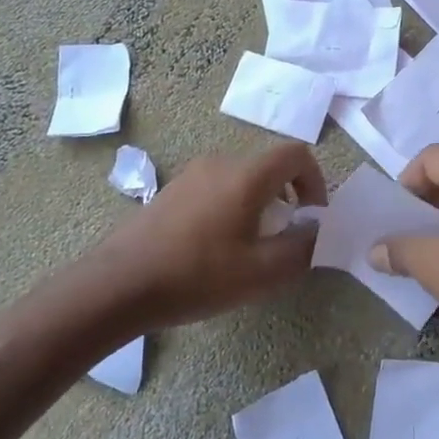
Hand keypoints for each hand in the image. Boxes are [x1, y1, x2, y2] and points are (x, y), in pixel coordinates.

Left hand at [98, 141, 326, 329]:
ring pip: (242, 178)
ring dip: (260, 204)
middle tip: (285, 237)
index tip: (312, 216)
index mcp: (246, 175)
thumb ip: (301, 248)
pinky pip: (217, 188)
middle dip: (288, 197)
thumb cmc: (197, 275)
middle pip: (269, 166)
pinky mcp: (173, 191)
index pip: (296, 154)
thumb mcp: (261, 272)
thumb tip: (318, 231)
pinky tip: (217, 248)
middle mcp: (221, 163)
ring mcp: (192, 174)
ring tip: (251, 246)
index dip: (315, 181)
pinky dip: (233, 207)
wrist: (120, 284)